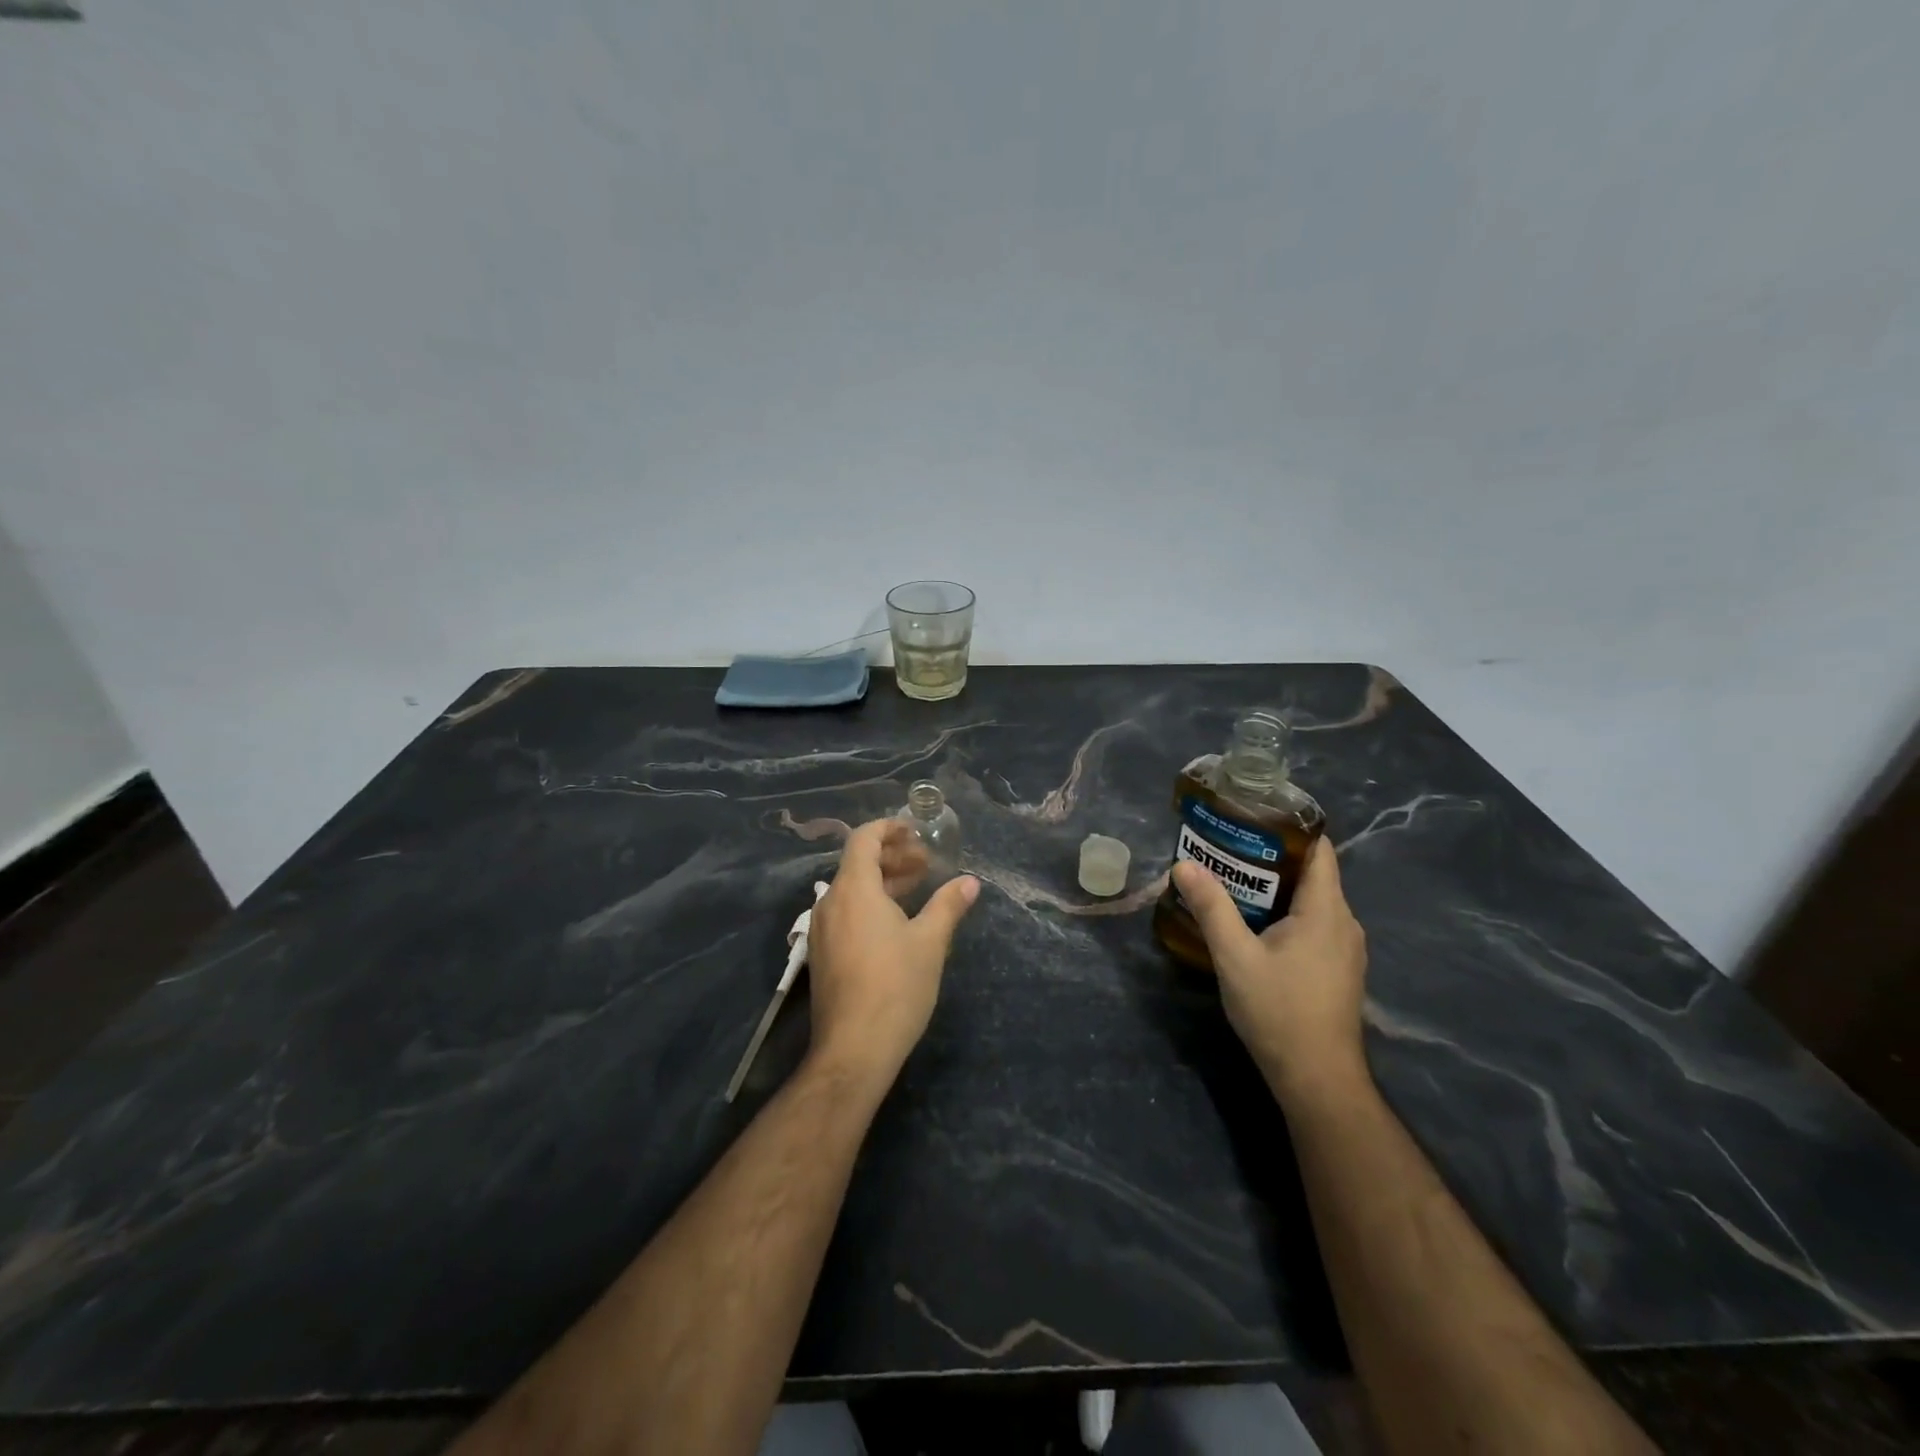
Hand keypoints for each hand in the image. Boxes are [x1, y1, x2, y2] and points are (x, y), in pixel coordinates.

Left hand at [805, 818, 979, 1087]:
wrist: (854, 1049)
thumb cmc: (895, 987)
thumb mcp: (930, 942)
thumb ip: (948, 905)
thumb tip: (970, 882)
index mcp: (854, 890)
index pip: (864, 839)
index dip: (889, 828)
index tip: (916, 831)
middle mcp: (831, 902)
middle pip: (858, 862)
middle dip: (893, 856)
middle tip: (926, 863)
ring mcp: (823, 930)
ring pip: (852, 889)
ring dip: (884, 881)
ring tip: (917, 888)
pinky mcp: (823, 954)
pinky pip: (846, 912)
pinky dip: (871, 903)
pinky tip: (897, 921)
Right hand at [1170, 836, 1367, 1105]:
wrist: (1317, 1080)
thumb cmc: (1279, 1012)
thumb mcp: (1235, 957)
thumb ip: (1211, 908)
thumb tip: (1183, 865)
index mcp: (1326, 910)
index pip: (1318, 849)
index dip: (1288, 827)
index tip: (1249, 816)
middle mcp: (1344, 923)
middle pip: (1311, 873)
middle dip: (1269, 857)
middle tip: (1225, 848)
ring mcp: (1344, 949)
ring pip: (1310, 901)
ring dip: (1274, 888)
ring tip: (1230, 880)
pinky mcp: (1337, 969)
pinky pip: (1312, 925)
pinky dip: (1284, 914)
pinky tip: (1251, 924)